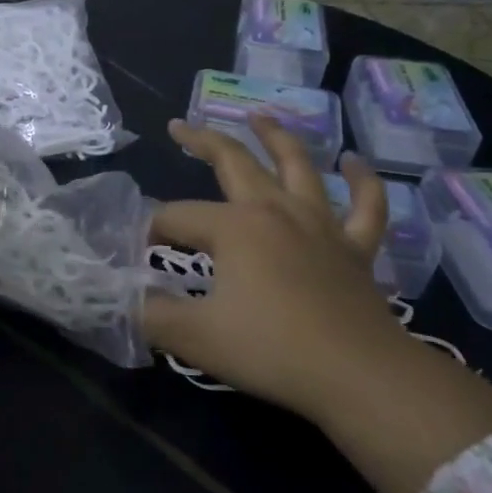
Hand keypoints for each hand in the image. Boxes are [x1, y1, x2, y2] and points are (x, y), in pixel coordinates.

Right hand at [144, 117, 408, 419]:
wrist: (360, 377)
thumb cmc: (272, 350)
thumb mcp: (195, 336)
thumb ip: (152, 314)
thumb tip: (126, 297)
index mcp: (233, 226)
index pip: (176, 218)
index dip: (152, 233)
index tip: (140, 260)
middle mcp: (275, 211)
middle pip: (233, 162)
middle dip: (201, 141)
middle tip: (178, 126)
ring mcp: (321, 225)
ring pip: (297, 166)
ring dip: (276, 137)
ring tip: (260, 115)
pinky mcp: (356, 249)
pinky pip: (365, 206)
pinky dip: (362, 181)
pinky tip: (353, 162)